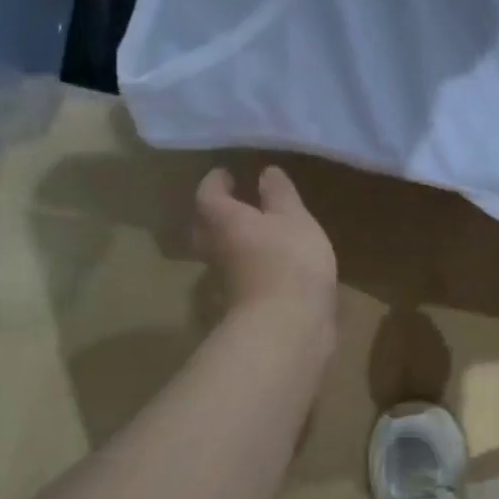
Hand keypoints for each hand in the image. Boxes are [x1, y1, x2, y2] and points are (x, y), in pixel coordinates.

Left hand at [194, 165, 338, 330]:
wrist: (288, 326)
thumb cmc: (289, 260)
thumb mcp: (293, 218)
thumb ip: (279, 195)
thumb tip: (265, 172)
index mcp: (222, 220)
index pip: (208, 193)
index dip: (217, 181)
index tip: (229, 173)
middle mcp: (215, 247)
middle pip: (205, 225)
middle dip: (217, 211)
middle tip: (235, 200)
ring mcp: (226, 279)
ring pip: (220, 250)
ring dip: (232, 238)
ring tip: (257, 228)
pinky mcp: (242, 301)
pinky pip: (238, 272)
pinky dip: (248, 262)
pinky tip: (270, 261)